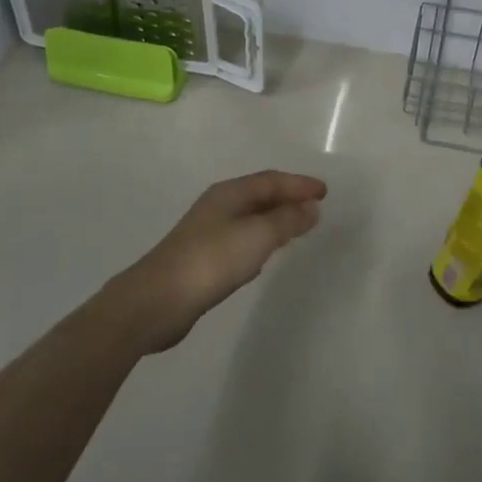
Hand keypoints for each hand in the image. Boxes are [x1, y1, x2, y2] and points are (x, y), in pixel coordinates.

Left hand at [105, 171, 326, 352]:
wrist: (157, 301)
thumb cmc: (211, 261)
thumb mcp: (258, 236)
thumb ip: (287, 221)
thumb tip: (311, 207)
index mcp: (229, 193)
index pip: (271, 180)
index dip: (299, 184)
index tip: (325, 192)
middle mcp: (217, 206)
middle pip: (259, 195)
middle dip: (288, 198)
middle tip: (315, 207)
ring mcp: (207, 232)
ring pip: (250, 217)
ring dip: (275, 219)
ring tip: (297, 227)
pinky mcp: (202, 258)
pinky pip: (241, 239)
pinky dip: (260, 239)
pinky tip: (265, 254)